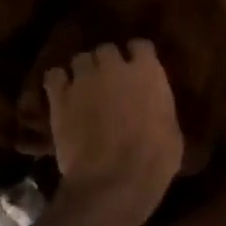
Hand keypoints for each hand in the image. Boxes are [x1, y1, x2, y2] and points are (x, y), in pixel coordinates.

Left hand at [44, 41, 182, 225]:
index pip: (141, 46)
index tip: (138, 67)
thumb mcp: (172, 132)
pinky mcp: (60, 97)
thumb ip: (159, 109)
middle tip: (109, 81)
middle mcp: (114, 67)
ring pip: (80, 59)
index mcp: (148, 72)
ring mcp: (84, 79)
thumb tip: (155, 110)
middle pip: (107, 49)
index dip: (138, 56)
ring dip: (83, 71)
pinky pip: (54, 76)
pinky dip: (58, 83)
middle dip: (107, 62)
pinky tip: (62, 95)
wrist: (114, 180)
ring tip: (84, 88)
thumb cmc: (154, 160)